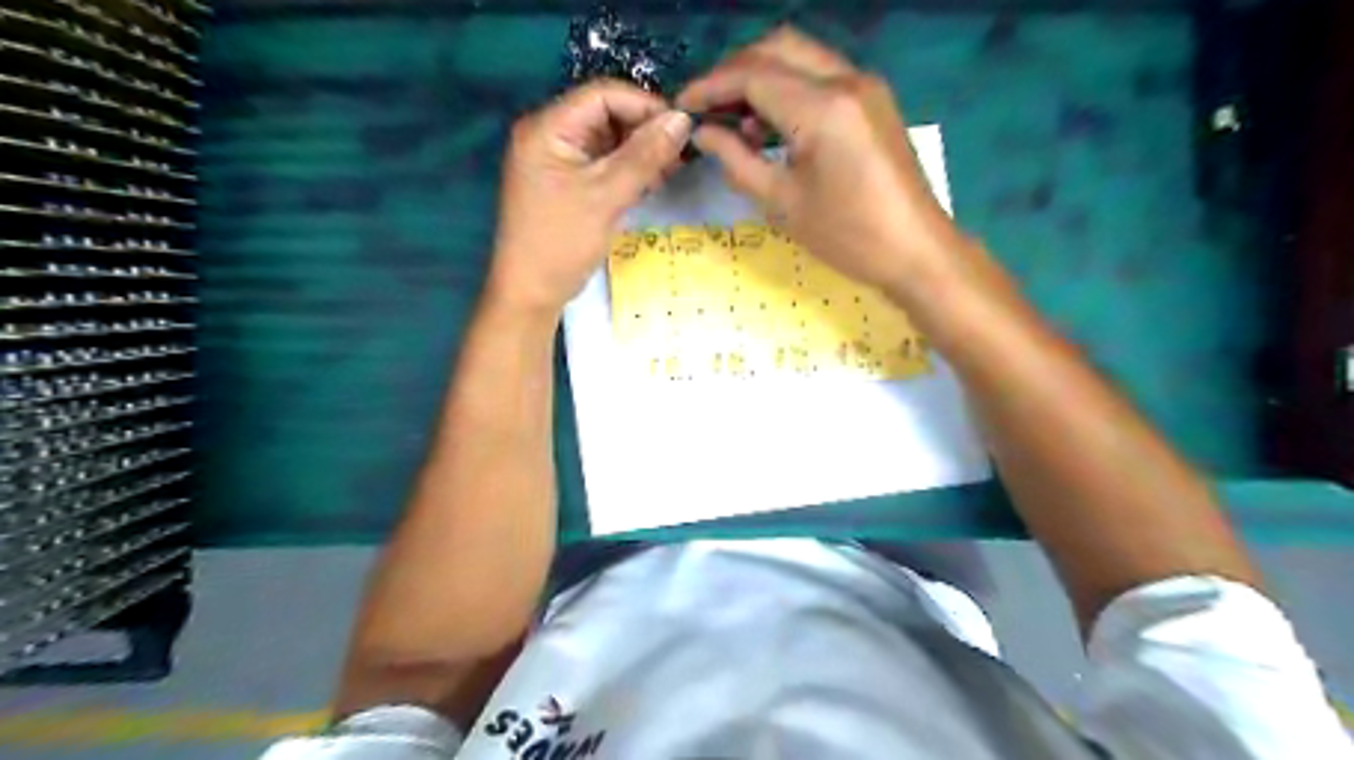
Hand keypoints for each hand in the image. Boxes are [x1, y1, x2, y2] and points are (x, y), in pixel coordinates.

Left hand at [487, 82, 691, 315]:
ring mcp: (556, 159)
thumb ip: (644, 156)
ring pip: (607, 140)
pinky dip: (627, 169)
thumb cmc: (562, 243)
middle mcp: (549, 134)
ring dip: (640, 152)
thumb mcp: (606, 197)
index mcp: (547, 127)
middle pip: (606, 114)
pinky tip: (651, 182)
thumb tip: (683, 120)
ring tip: (669, 173)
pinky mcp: (566, 182)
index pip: (603, 95)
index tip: (681, 130)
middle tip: (679, 157)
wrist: (531, 293)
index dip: (645, 106)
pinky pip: (602, 162)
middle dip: (644, 131)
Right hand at [676, 25, 974, 293]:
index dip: (711, 86)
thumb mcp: (782, 203)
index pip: (753, 75)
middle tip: (707, 108)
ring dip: (762, 77)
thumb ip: (737, 160)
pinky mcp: (873, 100)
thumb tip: (703, 134)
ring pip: (800, 56)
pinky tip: (772, 127)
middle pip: (777, 48)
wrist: (916, 250)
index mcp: (823, 108)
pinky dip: (789, 88)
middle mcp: (847, 80)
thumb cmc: (847, 236)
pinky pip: (821, 76)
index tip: (681, 105)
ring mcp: (865, 86)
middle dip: (734, 72)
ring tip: (735, 124)